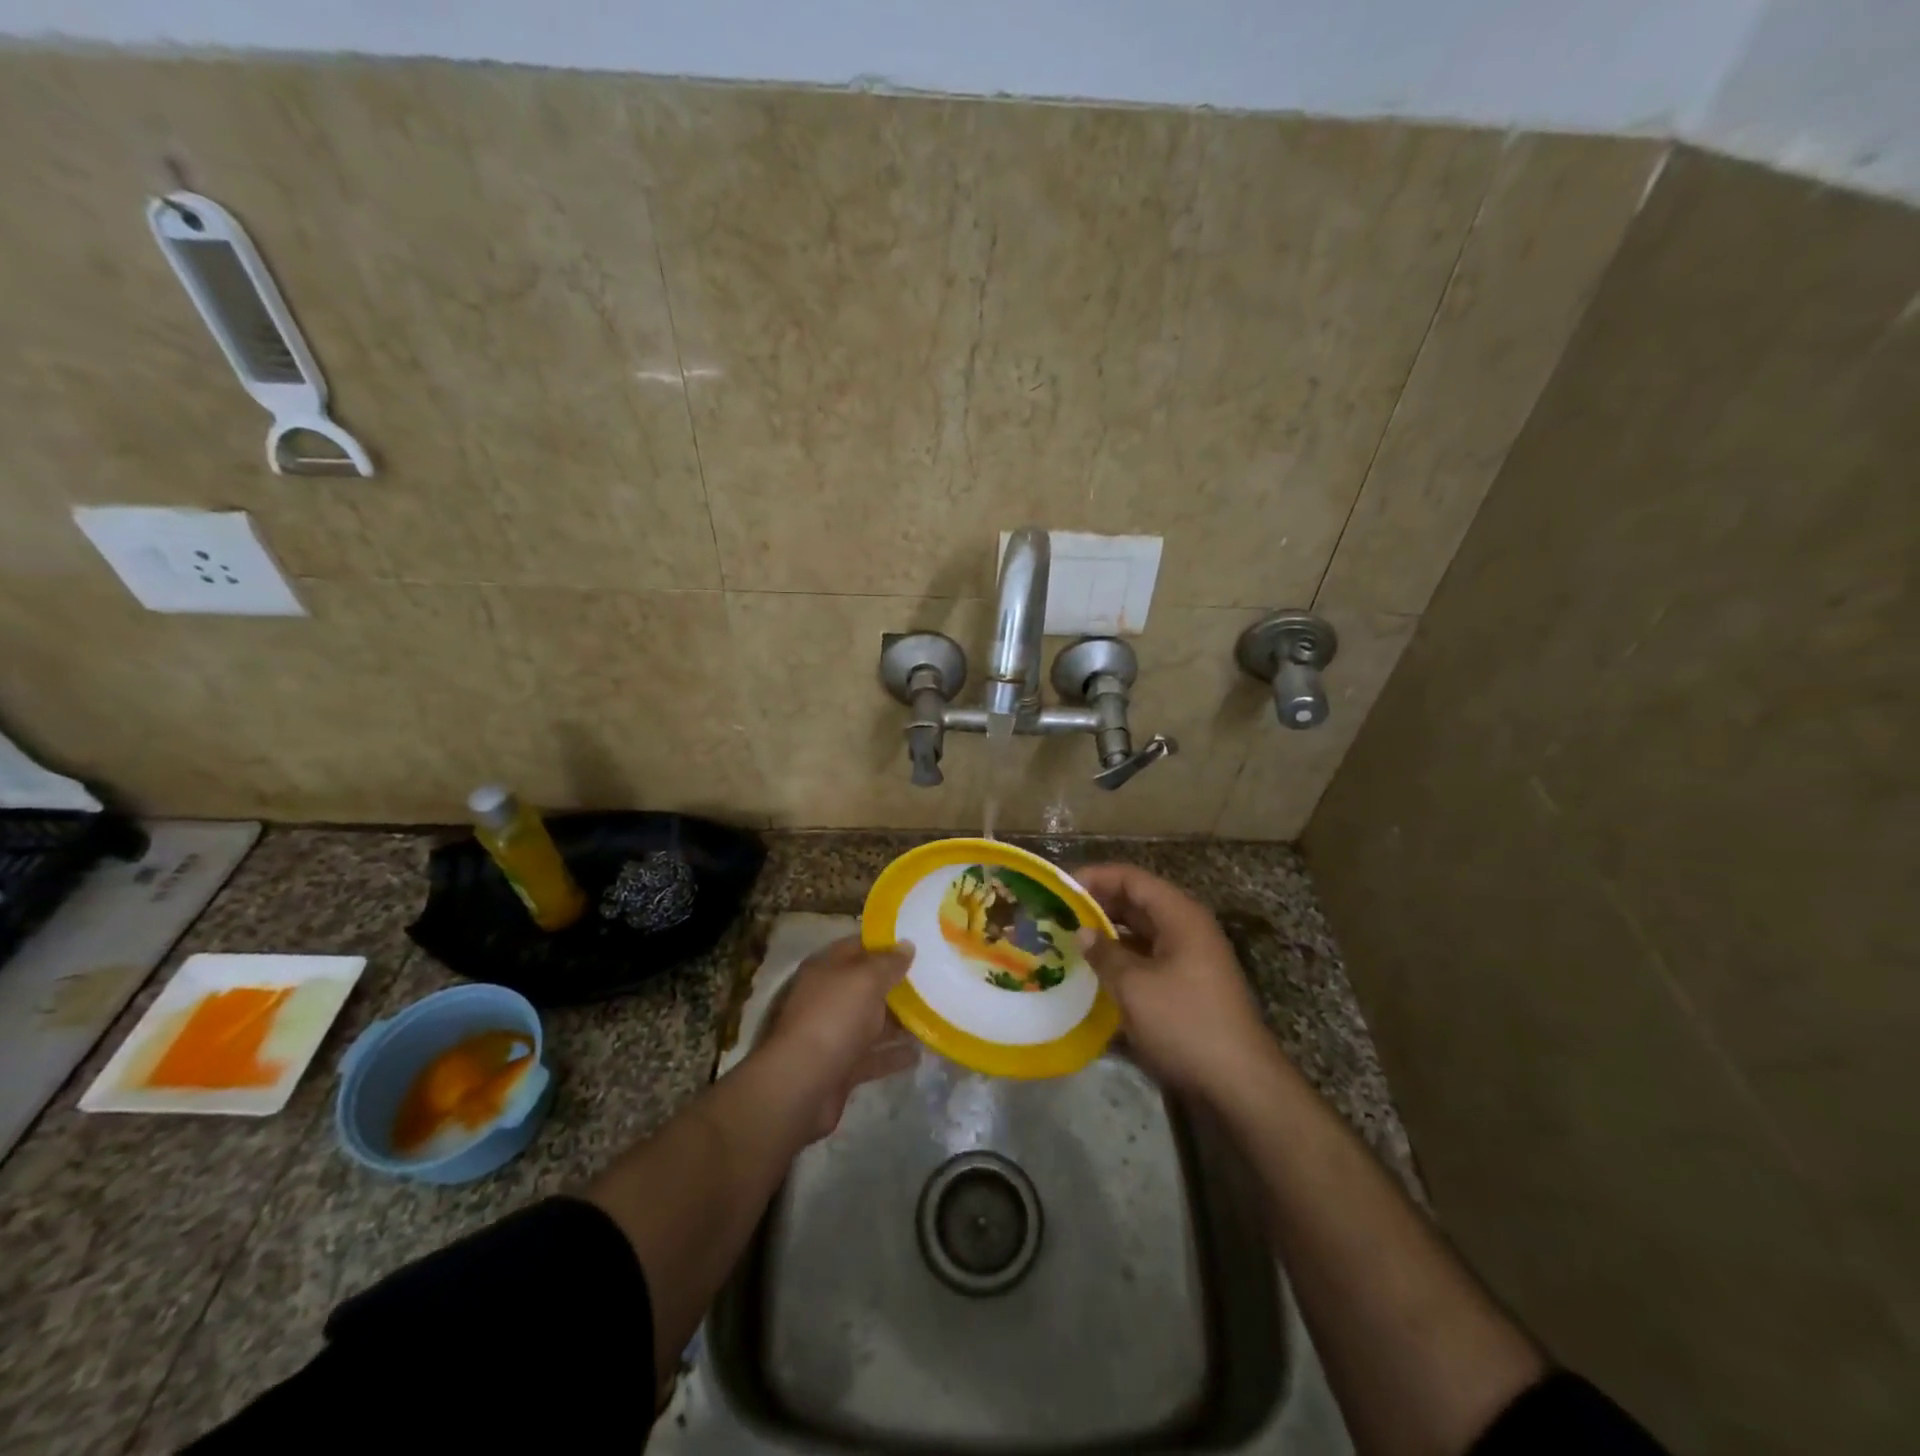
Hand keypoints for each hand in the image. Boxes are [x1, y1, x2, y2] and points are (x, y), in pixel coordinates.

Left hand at [759, 936, 917, 1139]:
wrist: (800, 1085)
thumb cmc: (833, 1018)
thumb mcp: (865, 979)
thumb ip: (888, 962)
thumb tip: (906, 945)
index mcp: (826, 969)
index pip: (858, 946)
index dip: (886, 944)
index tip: (918, 943)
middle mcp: (827, 998)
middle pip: (866, 986)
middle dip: (897, 984)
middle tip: (934, 980)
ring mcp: (833, 1034)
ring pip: (871, 1022)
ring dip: (899, 1021)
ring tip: (934, 1015)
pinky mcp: (840, 1067)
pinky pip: (872, 1056)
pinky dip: (892, 1055)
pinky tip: (919, 1053)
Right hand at [1075, 864, 1275, 1098]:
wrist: (1240, 1085)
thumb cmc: (1185, 1024)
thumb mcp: (1134, 987)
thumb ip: (1104, 954)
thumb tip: (1082, 933)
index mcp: (1180, 916)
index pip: (1132, 878)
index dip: (1095, 877)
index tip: (1060, 889)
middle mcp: (1187, 929)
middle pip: (1138, 902)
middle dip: (1098, 906)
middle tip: (1059, 916)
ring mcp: (1190, 958)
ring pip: (1142, 933)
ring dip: (1109, 934)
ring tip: (1070, 941)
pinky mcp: (1188, 986)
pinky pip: (1149, 958)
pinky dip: (1123, 959)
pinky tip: (1096, 973)